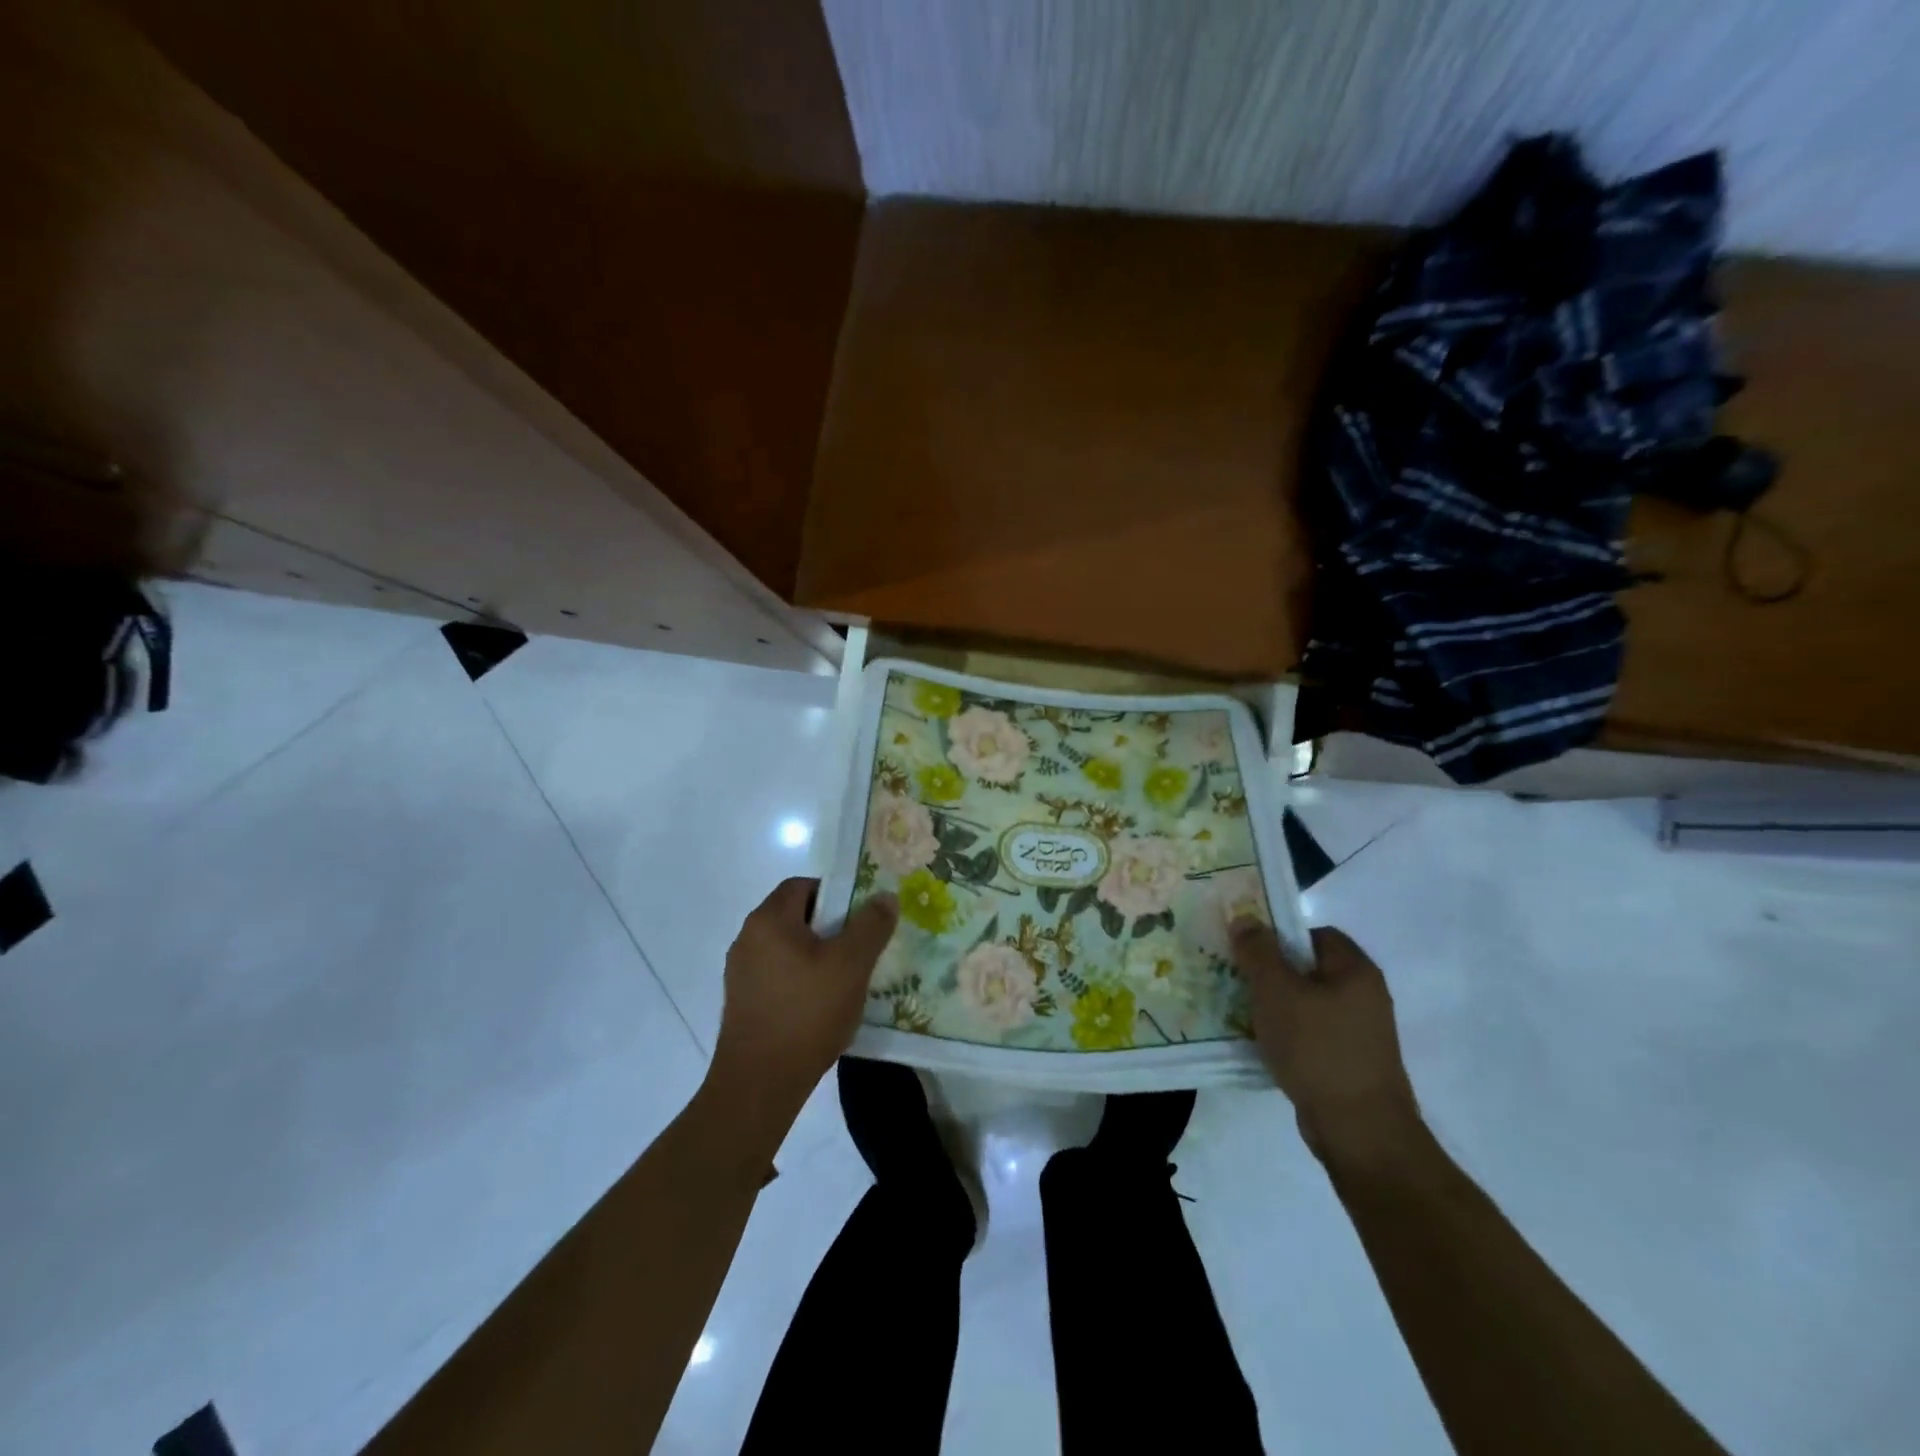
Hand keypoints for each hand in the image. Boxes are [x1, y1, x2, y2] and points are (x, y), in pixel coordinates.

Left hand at [708, 879, 898, 1124]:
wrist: (760, 1083)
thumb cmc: (807, 1013)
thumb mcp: (851, 965)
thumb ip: (871, 925)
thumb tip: (885, 896)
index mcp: (769, 920)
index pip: (802, 885)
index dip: (835, 894)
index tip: (860, 917)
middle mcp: (747, 938)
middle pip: (794, 915)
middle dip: (829, 927)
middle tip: (859, 947)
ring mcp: (740, 972)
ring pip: (787, 947)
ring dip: (816, 955)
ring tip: (845, 979)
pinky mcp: (741, 1001)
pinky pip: (777, 974)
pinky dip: (800, 979)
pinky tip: (821, 1005)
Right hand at [1231, 921, 1423, 1170]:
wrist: (1359, 1131)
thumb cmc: (1317, 1049)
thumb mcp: (1277, 991)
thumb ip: (1258, 951)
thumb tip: (1245, 918)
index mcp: (1355, 970)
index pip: (1315, 933)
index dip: (1280, 935)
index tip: (1248, 950)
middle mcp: (1364, 995)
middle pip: (1309, 968)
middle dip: (1271, 972)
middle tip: (1236, 977)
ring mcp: (1360, 1032)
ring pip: (1307, 1003)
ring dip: (1275, 1006)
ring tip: (1242, 1011)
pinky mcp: (1349, 1063)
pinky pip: (1311, 1034)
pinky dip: (1287, 1035)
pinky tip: (1262, 1045)